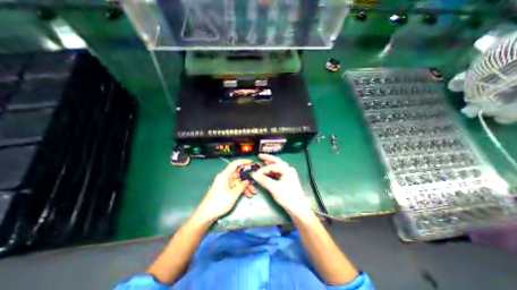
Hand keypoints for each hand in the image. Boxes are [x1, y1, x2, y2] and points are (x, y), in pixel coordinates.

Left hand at [194, 161, 255, 220]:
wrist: (206, 215)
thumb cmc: (219, 203)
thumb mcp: (232, 195)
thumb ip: (241, 186)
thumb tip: (248, 181)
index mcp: (225, 175)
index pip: (235, 164)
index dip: (244, 162)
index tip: (252, 163)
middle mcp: (226, 177)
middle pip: (239, 173)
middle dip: (248, 177)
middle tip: (256, 179)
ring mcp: (226, 183)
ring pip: (239, 181)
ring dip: (246, 185)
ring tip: (253, 192)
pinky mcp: (226, 189)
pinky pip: (236, 186)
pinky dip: (242, 189)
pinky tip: (248, 195)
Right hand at [250, 154, 309, 216]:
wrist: (298, 208)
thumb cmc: (287, 197)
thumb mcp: (274, 188)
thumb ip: (264, 180)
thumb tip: (253, 174)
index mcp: (287, 170)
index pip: (272, 166)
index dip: (263, 169)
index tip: (255, 174)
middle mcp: (288, 169)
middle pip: (277, 161)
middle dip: (268, 158)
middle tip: (259, 155)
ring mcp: (289, 174)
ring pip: (278, 166)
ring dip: (270, 164)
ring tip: (263, 161)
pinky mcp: (287, 179)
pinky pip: (279, 172)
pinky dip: (273, 170)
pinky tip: (269, 171)